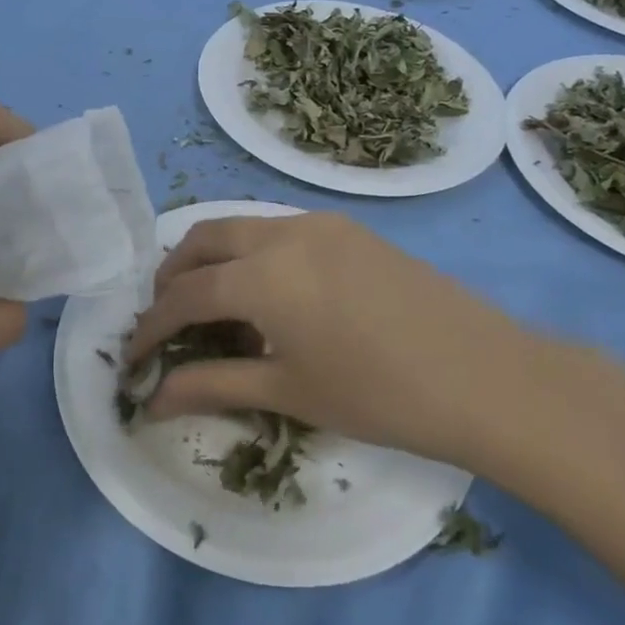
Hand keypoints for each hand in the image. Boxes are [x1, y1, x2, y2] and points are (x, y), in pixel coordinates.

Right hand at [125, 211, 577, 470]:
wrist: (489, 378)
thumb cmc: (380, 395)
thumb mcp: (288, 391)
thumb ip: (212, 385)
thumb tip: (151, 401)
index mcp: (262, 275)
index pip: (184, 295)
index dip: (152, 327)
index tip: (135, 357)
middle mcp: (283, 232)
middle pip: (203, 240)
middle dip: (172, 277)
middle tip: (166, 321)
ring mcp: (320, 223)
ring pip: (241, 228)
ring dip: (212, 261)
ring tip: (211, 308)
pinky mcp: (349, 229)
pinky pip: (279, 230)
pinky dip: (252, 255)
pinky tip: (267, 296)